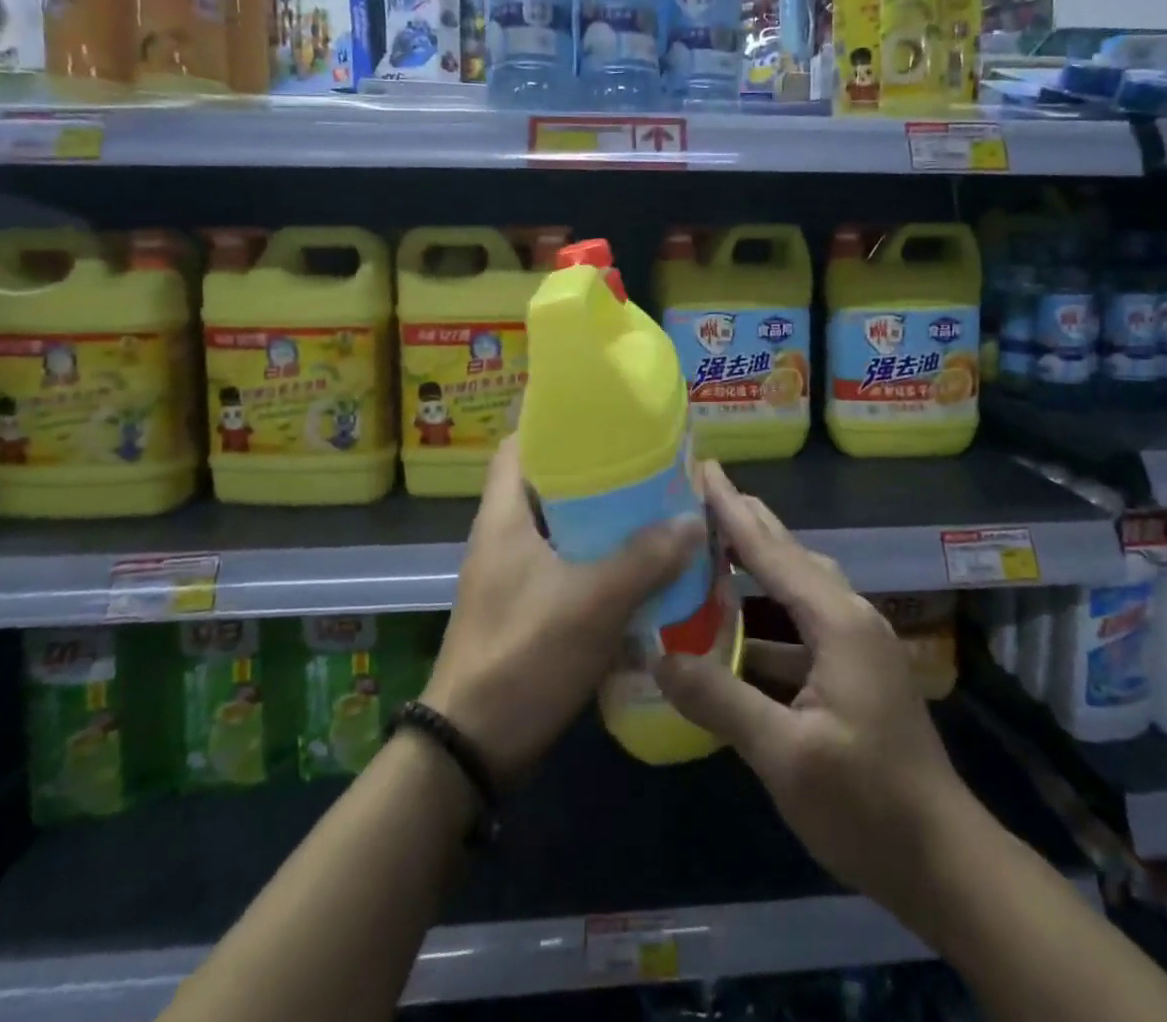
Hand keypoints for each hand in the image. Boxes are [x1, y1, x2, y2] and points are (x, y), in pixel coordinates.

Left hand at [422, 437, 699, 787]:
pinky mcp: (528, 608)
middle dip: (597, 474)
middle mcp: (505, 536)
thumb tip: (694, 520)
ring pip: (564, 528)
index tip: (605, 418)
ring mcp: (514, 574)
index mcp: (504, 516)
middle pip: (551, 484)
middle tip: (649, 465)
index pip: (521, 445)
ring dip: (604, 521)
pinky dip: (601, 560)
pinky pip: (569, 566)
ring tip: (655, 509)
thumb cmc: (523, 655)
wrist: (473, 747)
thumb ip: (645, 559)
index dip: (556, 423)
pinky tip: (642, 566)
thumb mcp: (591, 602)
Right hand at [655, 463, 973, 940]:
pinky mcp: (853, 670)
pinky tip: (736, 626)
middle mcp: (849, 617)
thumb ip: (721, 700)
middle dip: (746, 521)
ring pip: (796, 586)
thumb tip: (659, 658)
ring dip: (756, 564)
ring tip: (711, 545)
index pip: (772, 551)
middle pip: (789, 555)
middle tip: (702, 490)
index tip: (703, 468)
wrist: (944, 861)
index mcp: (837, 621)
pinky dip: (765, 613)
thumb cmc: (867, 804)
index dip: (732, 510)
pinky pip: (800, 622)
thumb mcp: (786, 756)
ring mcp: (855, 644)